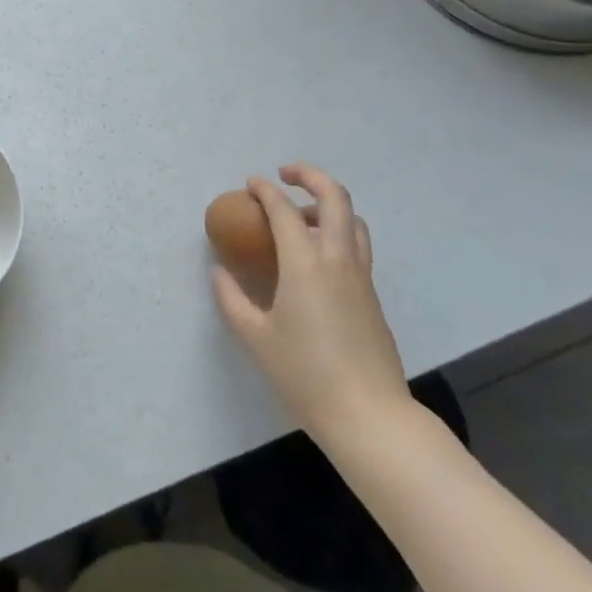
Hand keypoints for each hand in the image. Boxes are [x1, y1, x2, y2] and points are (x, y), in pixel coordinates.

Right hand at [210, 164, 410, 442]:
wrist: (370, 417)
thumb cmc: (306, 375)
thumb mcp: (256, 338)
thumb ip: (232, 299)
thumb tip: (219, 272)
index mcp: (305, 262)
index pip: (283, 208)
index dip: (264, 190)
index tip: (250, 184)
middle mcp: (337, 258)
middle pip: (334, 196)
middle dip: (309, 175)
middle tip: (285, 174)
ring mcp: (360, 276)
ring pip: (353, 219)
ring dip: (327, 204)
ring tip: (302, 216)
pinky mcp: (372, 295)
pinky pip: (357, 245)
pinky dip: (338, 231)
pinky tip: (316, 258)